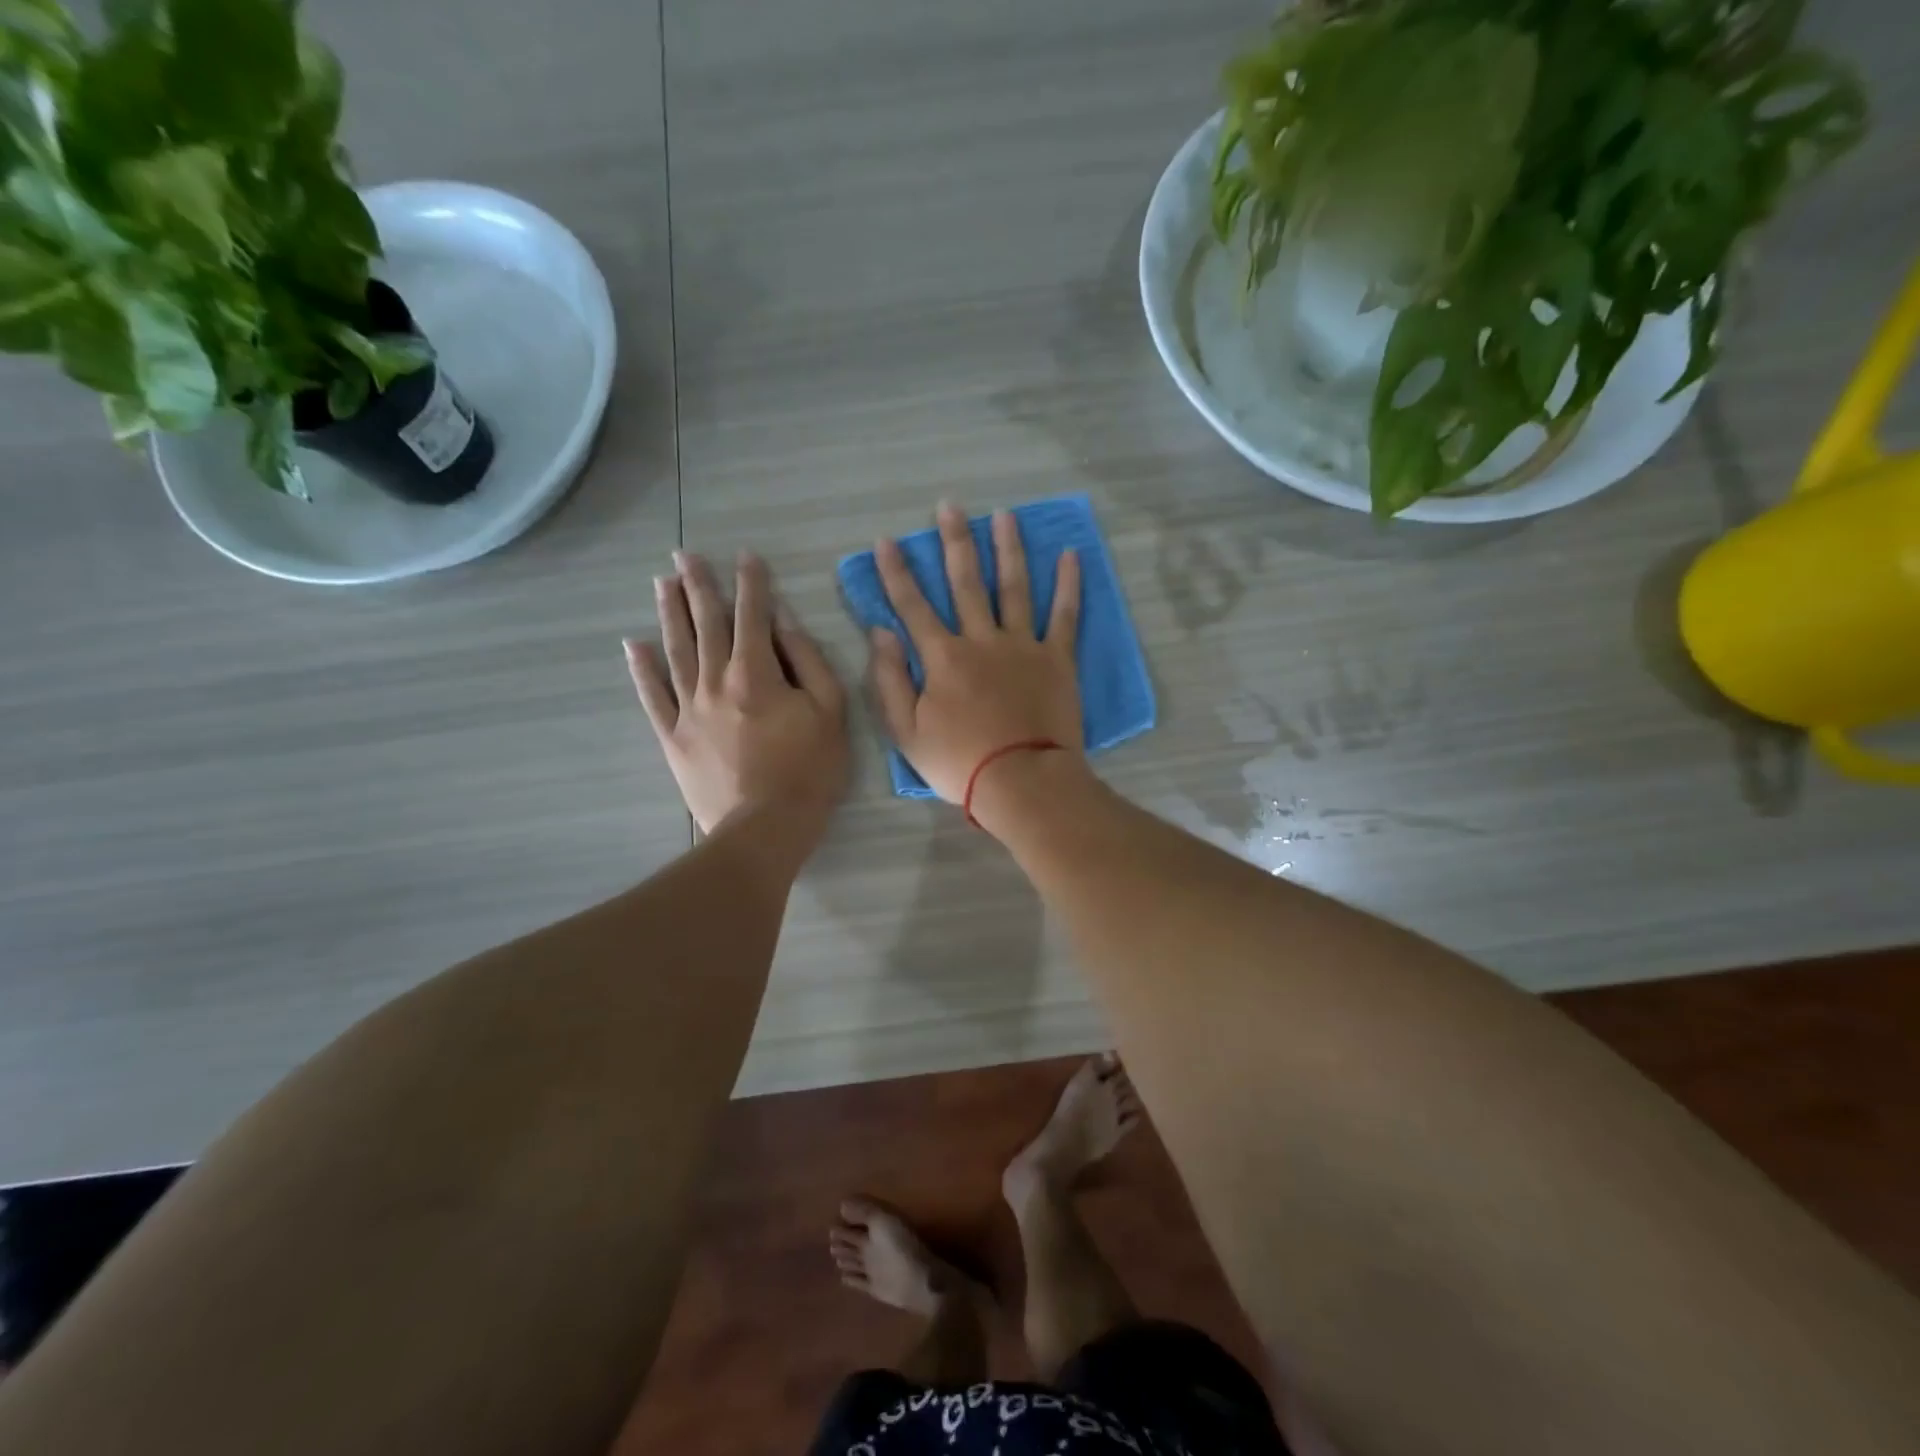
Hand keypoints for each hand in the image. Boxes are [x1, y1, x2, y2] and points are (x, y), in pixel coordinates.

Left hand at [625, 550, 848, 838]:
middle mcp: (715, 681)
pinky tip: (634, 645)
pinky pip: (653, 697)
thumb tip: (783, 620)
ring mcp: (688, 709)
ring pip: (675, 651)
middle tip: (684, 555)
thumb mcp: (829, 711)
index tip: (745, 556)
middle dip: (698, 586)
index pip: (752, 615)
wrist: (765, 828)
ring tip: (662, 584)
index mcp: (756, 673)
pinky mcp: (673, 737)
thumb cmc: (809, 770)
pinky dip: (642, 670)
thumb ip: (807, 660)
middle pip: (705, 624)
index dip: (750, 583)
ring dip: (669, 614)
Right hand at [867, 503, 1083, 804]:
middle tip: (951, 506)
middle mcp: (981, 640)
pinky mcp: (1057, 659)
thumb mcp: (906, 732)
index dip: (897, 572)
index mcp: (942, 658)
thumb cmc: (959, 763)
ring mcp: (1023, 646)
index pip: (913, 606)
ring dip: (1008, 549)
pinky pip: (1065, 615)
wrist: (1022, 782)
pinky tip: (1071, 555)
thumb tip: (880, 632)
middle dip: (955, 541)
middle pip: (965, 582)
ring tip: (1005, 516)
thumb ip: (888, 679)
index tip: (888, 541)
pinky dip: (1068, 584)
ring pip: (1013, 587)